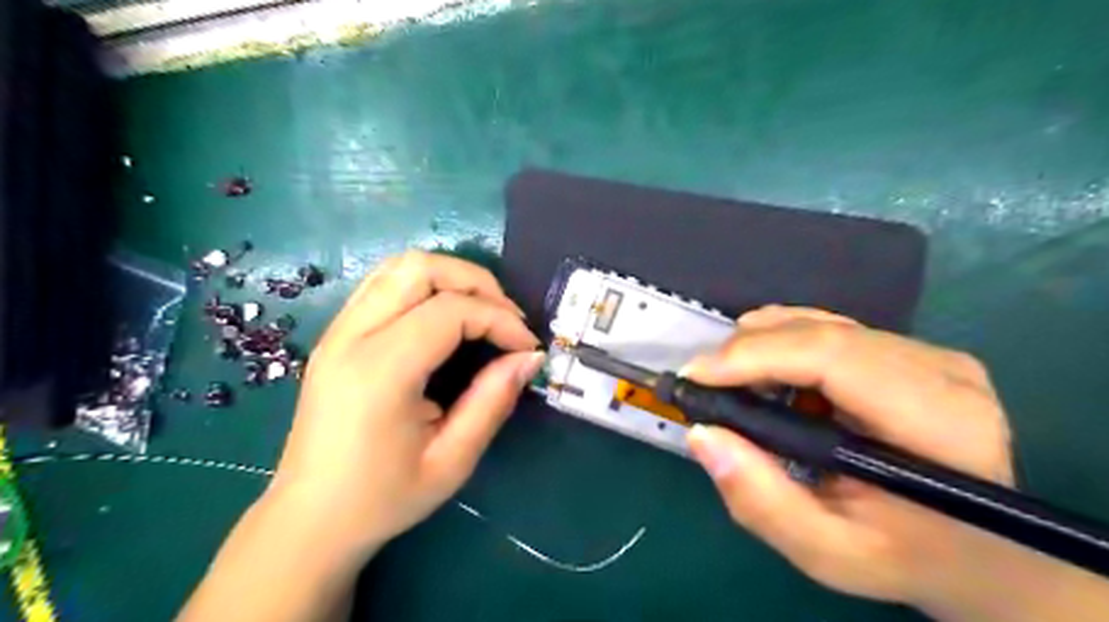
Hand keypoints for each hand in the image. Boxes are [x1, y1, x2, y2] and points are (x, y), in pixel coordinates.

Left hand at [266, 250, 544, 557]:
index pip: (450, 311)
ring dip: (450, 277)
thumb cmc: (382, 499)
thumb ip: (493, 401)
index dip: (500, 319)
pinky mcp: (336, 335)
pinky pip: (384, 283)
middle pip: (420, 268)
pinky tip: (446, 316)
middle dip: (477, 282)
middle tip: (507, 318)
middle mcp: (352, 337)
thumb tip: (530, 358)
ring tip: (482, 311)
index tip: (527, 347)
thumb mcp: (451, 461)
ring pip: (399, 266)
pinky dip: (425, 285)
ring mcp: (337, 331)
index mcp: (379, 372)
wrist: (309, 520)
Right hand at [685, 308, 1012, 608]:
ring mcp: (932, 353)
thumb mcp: (827, 553)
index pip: (833, 358)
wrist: (983, 552)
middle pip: (822, 334)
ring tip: (730, 380)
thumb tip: (701, 433)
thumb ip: (761, 501)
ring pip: (822, 323)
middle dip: (748, 350)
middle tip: (704, 382)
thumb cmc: (906, 558)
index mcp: (938, 424)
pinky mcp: (914, 350)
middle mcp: (942, 372)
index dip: (756, 356)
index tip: (696, 375)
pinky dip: (785, 342)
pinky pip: (832, 328)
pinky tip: (767, 371)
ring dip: (763, 344)